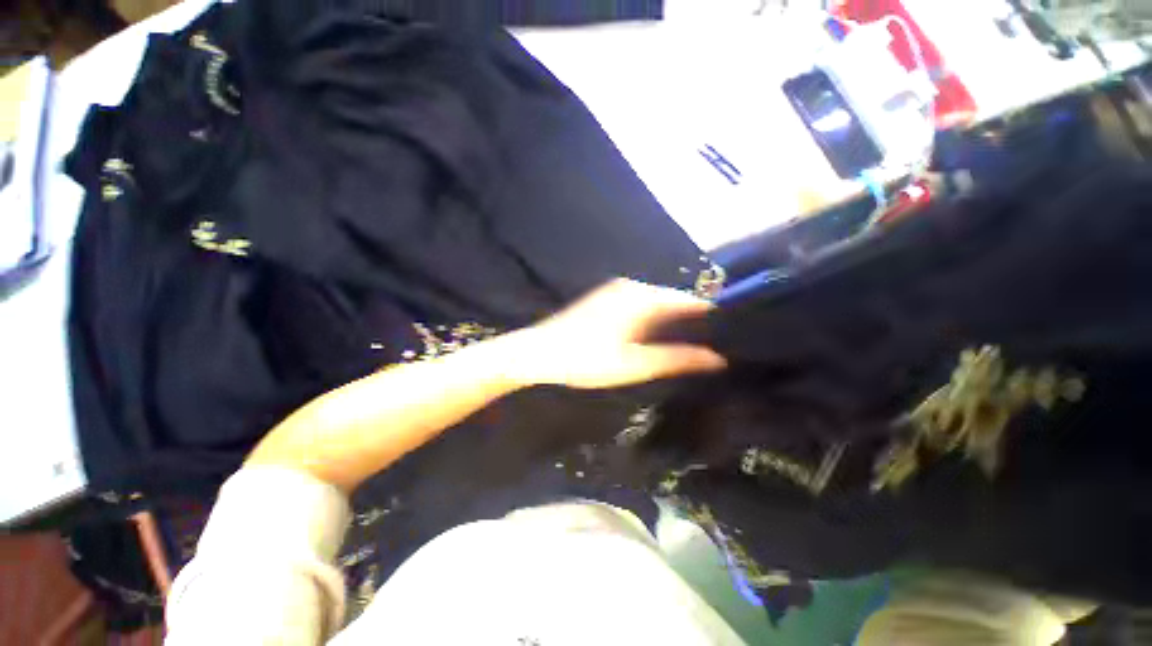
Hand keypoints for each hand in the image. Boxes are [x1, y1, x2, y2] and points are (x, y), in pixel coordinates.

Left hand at [511, 279, 726, 388]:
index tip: (732, 333)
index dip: (712, 315)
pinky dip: (656, 319)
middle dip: (694, 320)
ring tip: (694, 344)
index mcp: (642, 297)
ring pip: (658, 303)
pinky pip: (642, 305)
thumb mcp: (634, 364)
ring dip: (674, 320)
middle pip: (674, 300)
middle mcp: (633, 286)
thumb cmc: (585, 359)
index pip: (690, 299)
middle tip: (715, 344)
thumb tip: (717, 358)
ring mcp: (617, 291)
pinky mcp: (607, 298)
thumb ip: (676, 358)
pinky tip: (660, 337)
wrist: (539, 352)